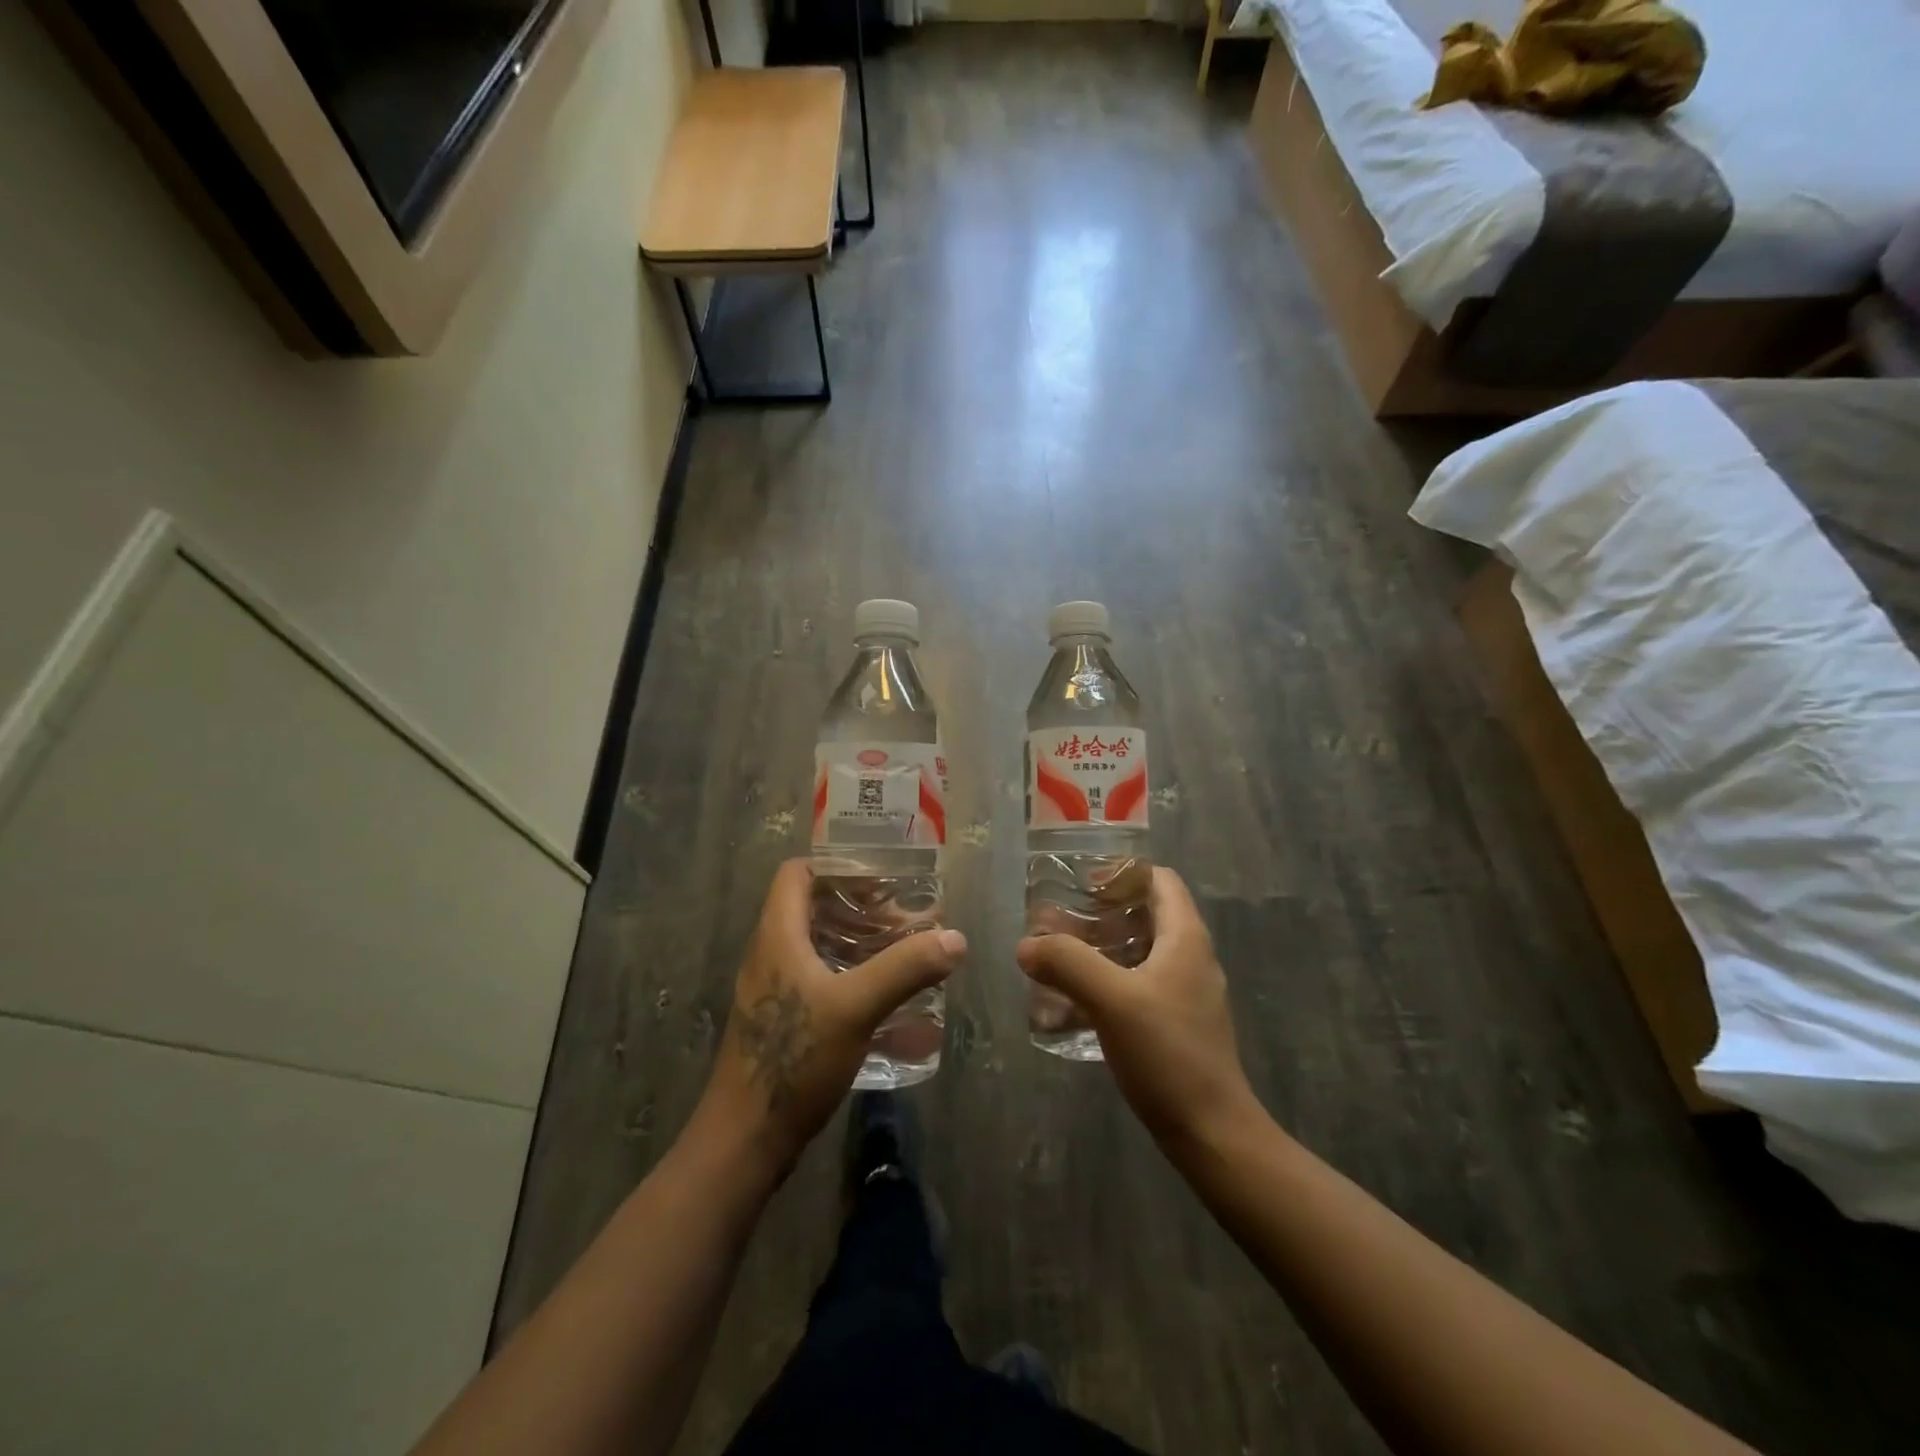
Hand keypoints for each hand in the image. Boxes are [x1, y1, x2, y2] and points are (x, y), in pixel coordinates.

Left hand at [696, 859, 964, 1177]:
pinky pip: (816, 976)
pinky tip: (881, 995)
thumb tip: (955, 938)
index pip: (797, 872)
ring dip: (856, 940)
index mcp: (777, 935)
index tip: (881, 876)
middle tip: (904, 916)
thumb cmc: (794, 1059)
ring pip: (816, 944)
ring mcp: (772, 989)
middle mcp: (770, 953)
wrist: (745, 1139)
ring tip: (901, 949)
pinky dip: (848, 972)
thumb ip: (905, 969)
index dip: (836, 865)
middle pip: (811, 906)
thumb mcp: (855, 1008)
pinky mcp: (780, 1019)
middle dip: (859, 905)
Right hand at [1016, 868, 1253, 1146]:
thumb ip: (1067, 964)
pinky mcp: (1177, 1024)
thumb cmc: (1168, 1053)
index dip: (1122, 873)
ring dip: (1101, 948)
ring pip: (1140, 951)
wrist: (1211, 1132)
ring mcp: (1186, 993)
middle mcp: (1191, 957)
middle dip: (1102, 911)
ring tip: (1059, 955)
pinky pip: (1139, 985)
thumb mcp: (1112, 1000)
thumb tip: (1026, 945)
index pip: (1159, 880)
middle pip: (1146, 914)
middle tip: (1058, 919)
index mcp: (1185, 938)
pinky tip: (1076, 1000)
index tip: (1081, 882)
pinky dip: (1108, 980)